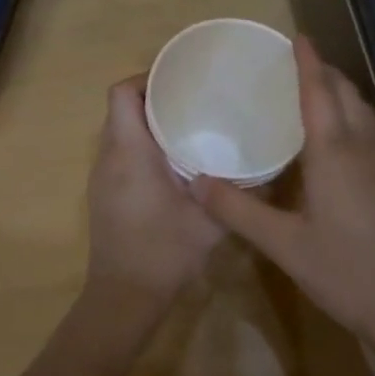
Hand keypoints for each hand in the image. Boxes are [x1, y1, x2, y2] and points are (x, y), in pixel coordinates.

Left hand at [86, 75, 225, 310]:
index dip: (147, 78)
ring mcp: (102, 176)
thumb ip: (239, 191)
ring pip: (119, 129)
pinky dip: (141, 144)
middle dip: (153, 96)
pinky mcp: (104, 192)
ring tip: (188, 123)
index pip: (122, 93)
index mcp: (130, 152)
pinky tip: (173, 160)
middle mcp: (109, 157)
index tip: (180, 80)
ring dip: (147, 121)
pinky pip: (119, 152)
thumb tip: (271, 167)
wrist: (124, 297)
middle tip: (193, 98)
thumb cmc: (164, 252)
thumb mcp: (211, 221)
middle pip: (121, 107)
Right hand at [192, 37, 374, 350]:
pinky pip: (369, 131)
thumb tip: (194, 182)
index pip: (319, 92)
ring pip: (362, 111)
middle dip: (324, 71)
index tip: (296, 37)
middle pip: (346, 94)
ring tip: (313, 91)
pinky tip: (334, 138)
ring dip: (340, 92)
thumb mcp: (283, 244)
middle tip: (295, 63)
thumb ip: (238, 210)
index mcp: (334, 152)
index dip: (308, 62)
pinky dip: (350, 115)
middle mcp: (362, 148)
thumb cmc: (344, 271)